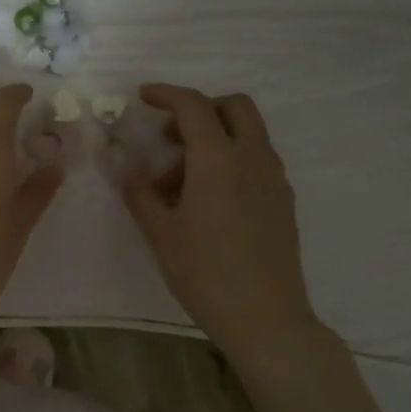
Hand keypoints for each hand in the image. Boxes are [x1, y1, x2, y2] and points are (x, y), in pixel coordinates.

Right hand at [121, 83, 318, 349]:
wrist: (264, 316)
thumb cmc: (204, 272)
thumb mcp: (160, 232)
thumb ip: (140, 192)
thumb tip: (127, 164)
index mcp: (218, 160)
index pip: (193, 106)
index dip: (167, 94)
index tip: (144, 96)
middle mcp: (253, 158)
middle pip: (235, 107)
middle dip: (200, 109)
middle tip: (170, 136)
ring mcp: (274, 179)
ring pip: (248, 134)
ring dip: (214, 138)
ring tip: (181, 182)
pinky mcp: (283, 200)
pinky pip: (256, 160)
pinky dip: (231, 160)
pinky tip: (209, 200)